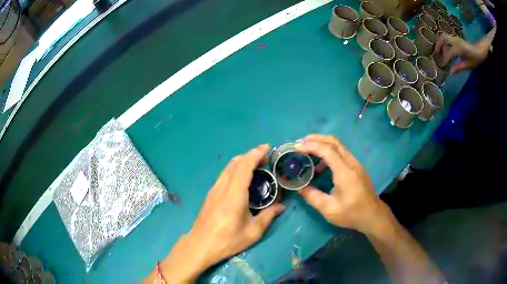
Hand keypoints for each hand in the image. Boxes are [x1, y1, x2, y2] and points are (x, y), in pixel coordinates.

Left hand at [150, 145, 284, 282]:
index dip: (256, 154)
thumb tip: (281, 206)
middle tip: (266, 157)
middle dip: (251, 155)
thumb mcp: (252, 232)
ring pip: (228, 167)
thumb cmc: (227, 241)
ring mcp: (214, 189)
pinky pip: (224, 174)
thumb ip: (268, 216)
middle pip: (235, 162)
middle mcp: (222, 187)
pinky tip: (243, 178)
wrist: (200, 245)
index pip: (244, 166)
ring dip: (242, 161)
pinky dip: (236, 169)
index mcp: (234, 195)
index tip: (267, 148)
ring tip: (257, 165)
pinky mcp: (210, 194)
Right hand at [294, 134, 390, 234]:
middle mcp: (351, 163)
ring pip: (339, 145)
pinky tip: (321, 164)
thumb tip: (299, 187)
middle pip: (334, 141)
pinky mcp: (357, 167)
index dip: (311, 146)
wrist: (373, 216)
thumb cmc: (352, 214)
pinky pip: (341, 153)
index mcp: (345, 172)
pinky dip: (329, 151)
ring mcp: (355, 164)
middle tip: (301, 142)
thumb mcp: (329, 209)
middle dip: (316, 138)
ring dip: (323, 143)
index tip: (297, 147)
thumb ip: (313, 197)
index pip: (328, 151)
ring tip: (308, 151)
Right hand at [434, 34, 488, 74]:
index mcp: (460, 48)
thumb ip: (459, 68)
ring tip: (438, 51)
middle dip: (439, 45)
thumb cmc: (476, 59)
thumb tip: (450, 72)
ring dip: (440, 42)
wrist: (480, 50)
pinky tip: (444, 49)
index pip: (449, 52)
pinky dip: (443, 42)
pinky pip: (447, 38)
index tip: (442, 66)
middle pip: (443, 39)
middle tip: (436, 54)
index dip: (445, 59)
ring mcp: (456, 38)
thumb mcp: (469, 65)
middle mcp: (456, 41)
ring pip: (444, 37)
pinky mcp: (456, 39)